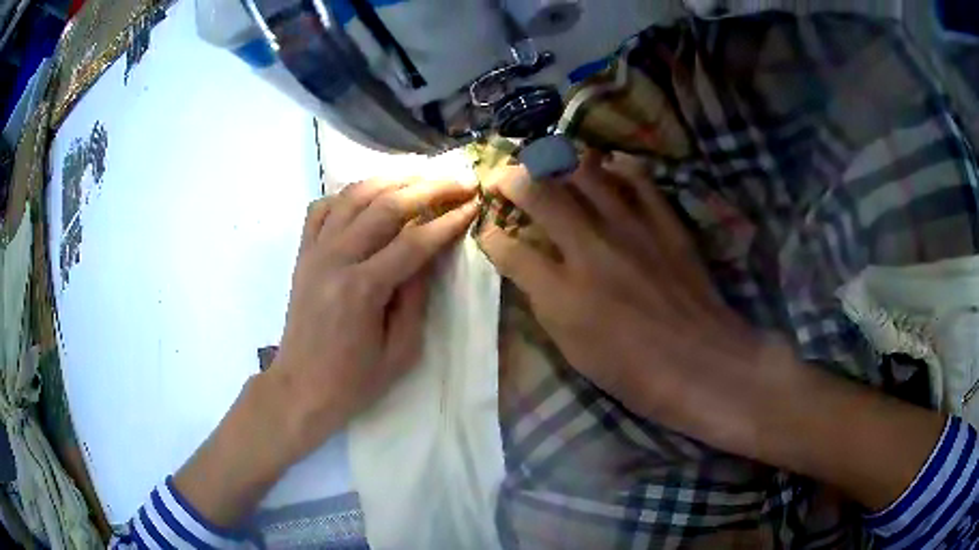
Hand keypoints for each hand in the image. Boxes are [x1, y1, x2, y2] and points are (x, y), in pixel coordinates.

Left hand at [269, 178, 477, 463]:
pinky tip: (370, 193)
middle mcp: (335, 260)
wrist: (300, 387)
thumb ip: (417, 298)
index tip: (474, 204)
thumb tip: (429, 254)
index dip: (448, 220)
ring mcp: (314, 252)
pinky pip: (323, 208)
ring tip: (423, 172)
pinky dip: (348, 193)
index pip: (414, 241)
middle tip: (459, 179)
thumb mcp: (401, 352)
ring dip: (392, 178)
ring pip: (354, 196)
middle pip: (386, 206)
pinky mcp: (303, 253)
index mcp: (362, 290)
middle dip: (429, 187)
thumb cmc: (353, 381)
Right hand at [477, 151, 774, 451]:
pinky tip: (608, 166)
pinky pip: (638, 179)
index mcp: (562, 294)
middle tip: (505, 178)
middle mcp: (591, 250)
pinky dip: (617, 167)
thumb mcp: (574, 351)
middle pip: (540, 194)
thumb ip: (546, 304)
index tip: (488, 232)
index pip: (509, 250)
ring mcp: (631, 230)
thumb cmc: (634, 371)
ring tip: (550, 163)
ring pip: (585, 172)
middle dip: (512, 180)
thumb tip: (529, 270)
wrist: (701, 363)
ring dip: (559, 162)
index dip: (491, 237)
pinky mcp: (664, 223)